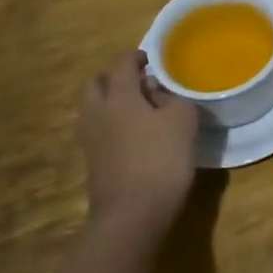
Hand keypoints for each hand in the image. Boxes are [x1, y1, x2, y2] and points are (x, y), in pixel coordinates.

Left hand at [78, 51, 198, 230]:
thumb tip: (157, 90)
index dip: (136, 56)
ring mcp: (90, 139)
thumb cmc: (161, 159)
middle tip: (140, 81)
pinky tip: (135, 134)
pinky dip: (112, 123)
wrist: (131, 216)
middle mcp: (97, 112)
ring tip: (139, 108)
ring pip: (94, 107)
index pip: (121, 62)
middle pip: (97, 82)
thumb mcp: (183, 121)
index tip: (153, 60)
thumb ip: (172, 97)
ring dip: (111, 101)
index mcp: (119, 96)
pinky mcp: (92, 162)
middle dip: (115, 76)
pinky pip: (98, 129)